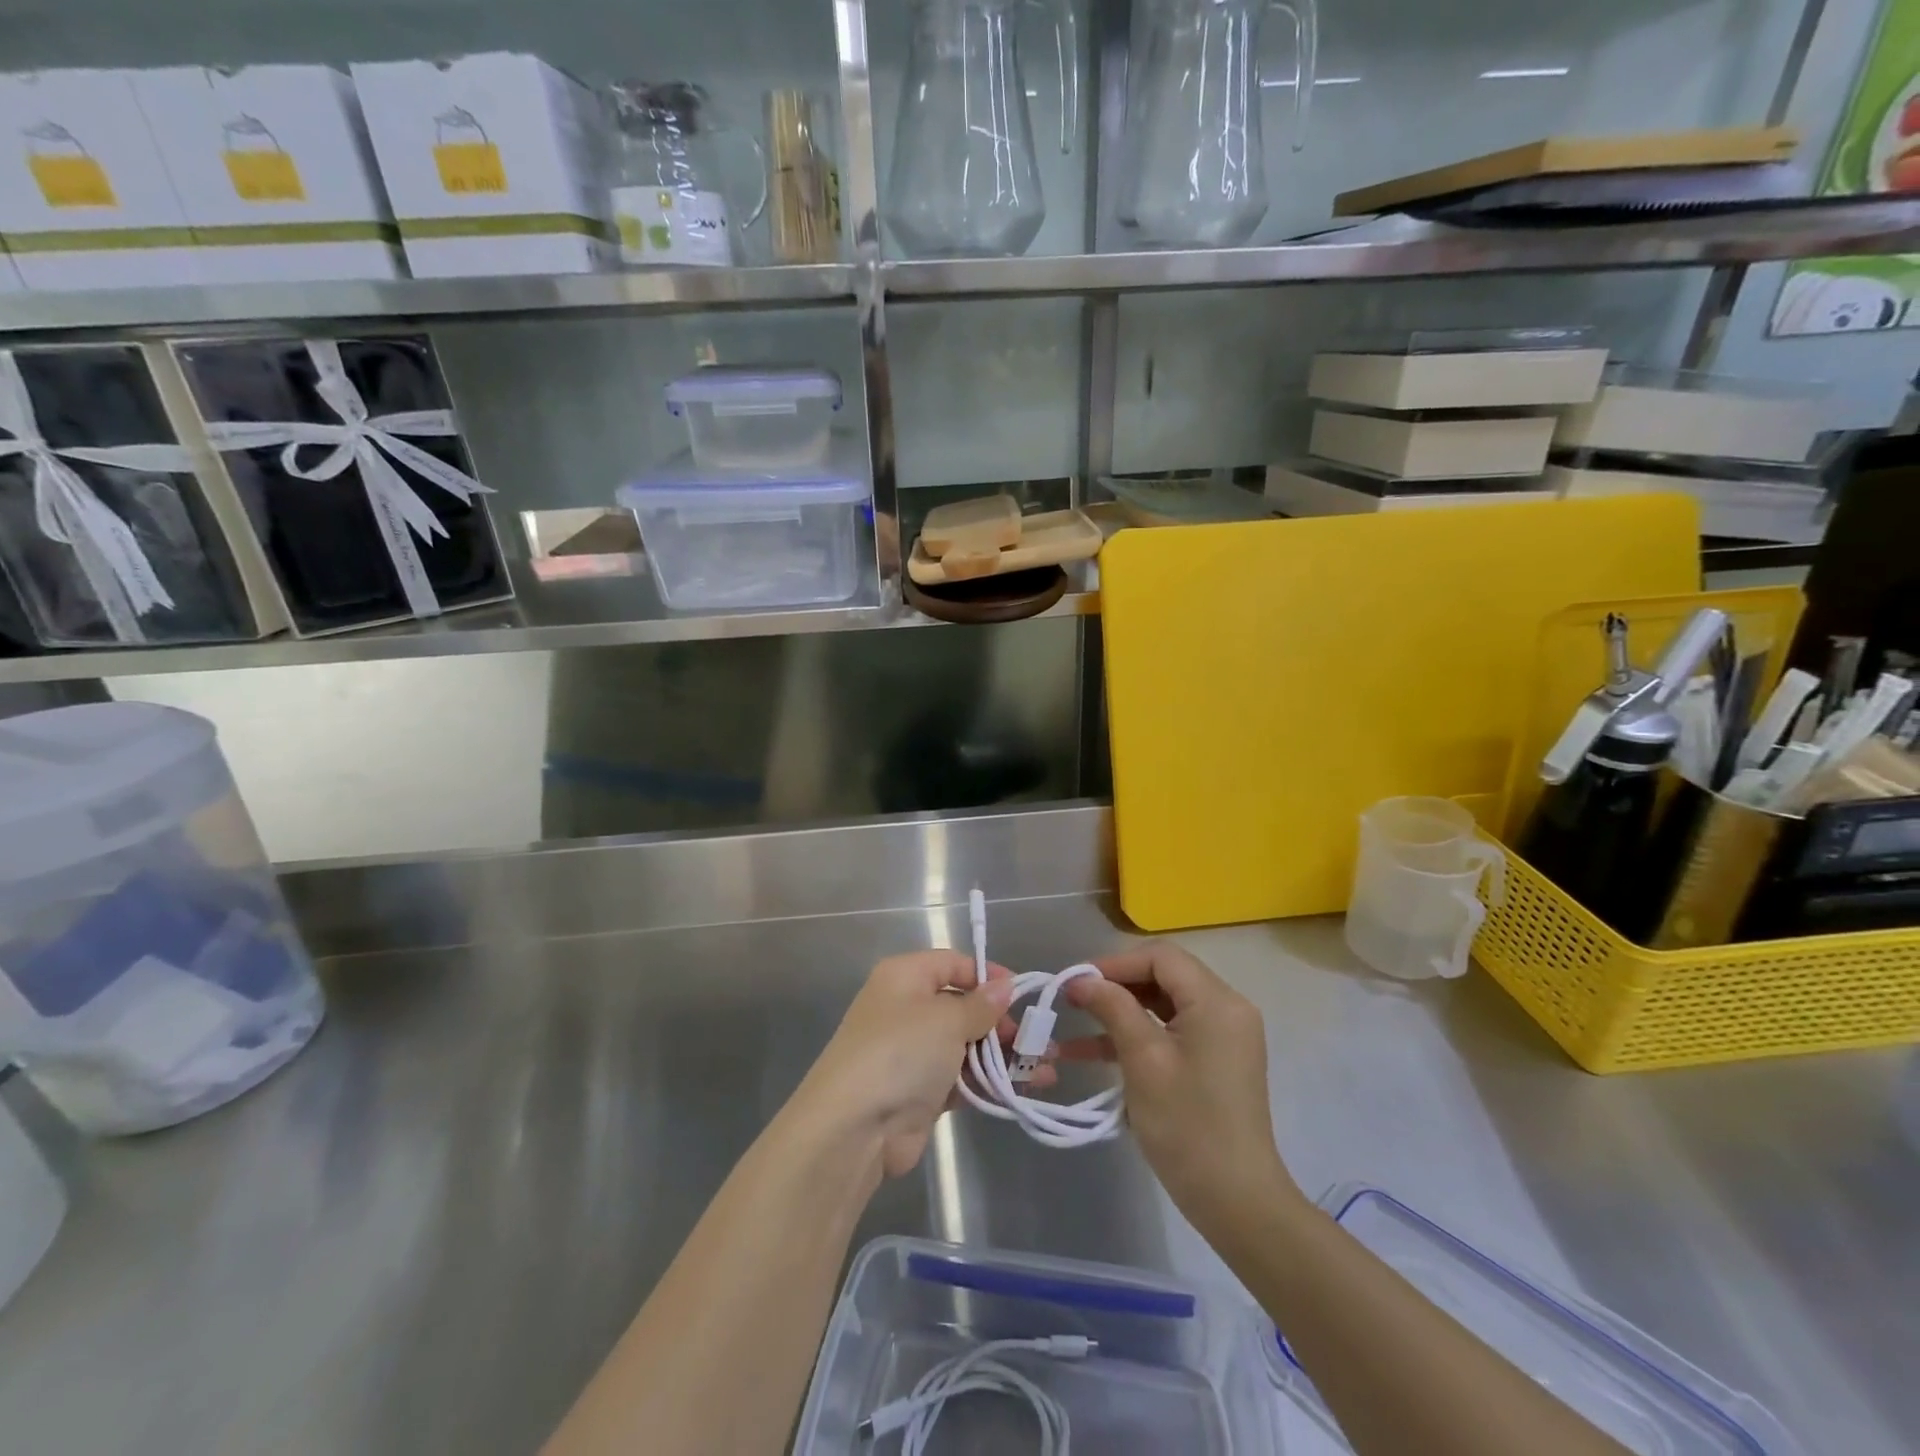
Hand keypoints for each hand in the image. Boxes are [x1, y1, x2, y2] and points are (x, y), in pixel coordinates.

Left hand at [791, 952, 1016, 1182]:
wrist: (854, 1128)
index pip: (953, 963)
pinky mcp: (921, 1092)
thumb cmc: (901, 1052)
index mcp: (905, 977)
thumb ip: (980, 1004)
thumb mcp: (946, 1019)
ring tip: (1046, 1067)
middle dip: (1002, 1022)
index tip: (1022, 994)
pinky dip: (990, 1083)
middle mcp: (907, 1009)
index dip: (988, 975)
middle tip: (1038, 1039)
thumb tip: (1004, 986)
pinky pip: (962, 1079)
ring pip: (966, 1046)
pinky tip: (1025, 1089)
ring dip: (1004, 1056)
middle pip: (963, 1006)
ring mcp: (913, 1053)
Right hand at [1063, 943, 1301, 1232]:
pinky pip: (1171, 1032)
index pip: (1160, 957)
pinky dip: (1137, 1037)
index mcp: (1217, 1001)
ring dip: (1120, 1012)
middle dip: (1115, 986)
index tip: (1076, 982)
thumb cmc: (1188, 1126)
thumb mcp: (1143, 1060)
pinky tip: (1093, 1053)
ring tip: (1074, 1024)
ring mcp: (1224, 1036)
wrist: (1238, 1202)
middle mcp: (1227, 1009)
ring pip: (1163, 1005)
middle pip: (1163, 977)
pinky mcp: (1216, 1061)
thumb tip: (1080, 979)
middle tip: (1073, 1000)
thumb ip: (1112, 1008)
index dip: (1114, 963)